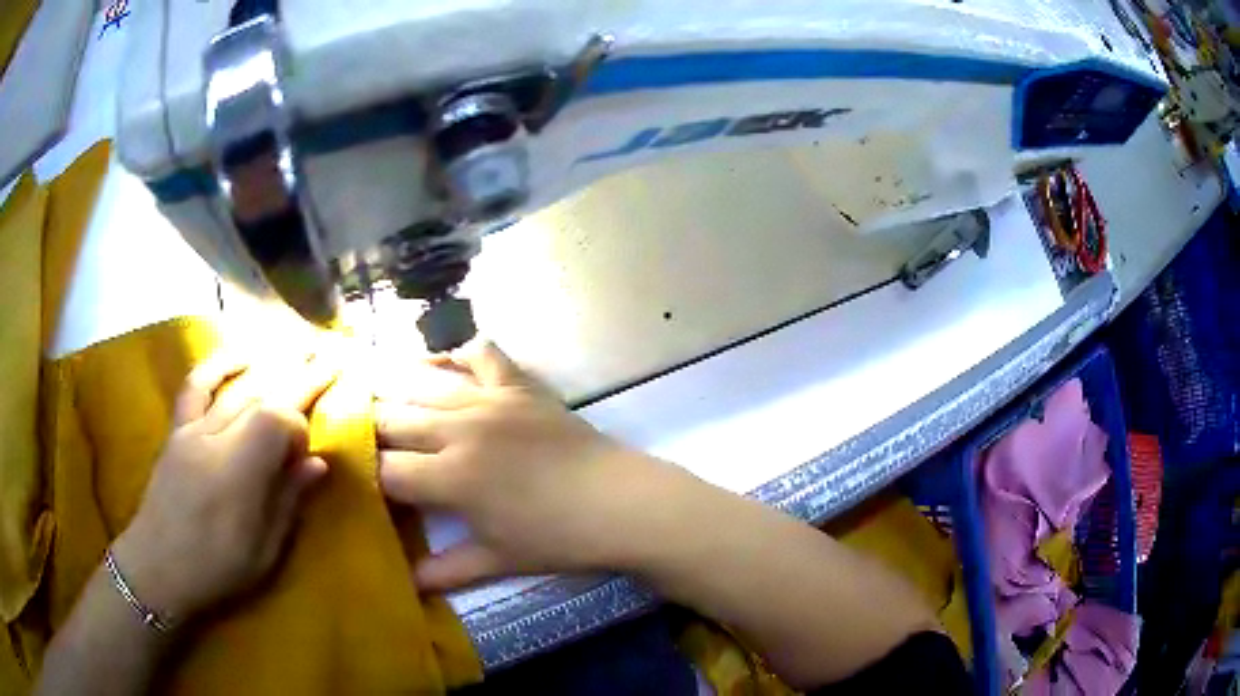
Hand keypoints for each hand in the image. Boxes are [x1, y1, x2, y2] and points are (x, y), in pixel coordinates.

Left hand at [111, 353, 337, 622]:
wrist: (157, 566)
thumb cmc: (215, 568)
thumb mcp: (264, 551)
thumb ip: (288, 501)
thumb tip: (319, 463)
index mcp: (238, 472)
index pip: (277, 420)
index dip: (300, 429)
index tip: (306, 457)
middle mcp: (215, 437)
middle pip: (262, 393)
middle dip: (300, 377)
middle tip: (332, 359)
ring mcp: (193, 428)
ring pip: (236, 385)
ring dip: (270, 365)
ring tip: (300, 349)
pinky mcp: (178, 428)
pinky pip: (196, 384)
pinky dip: (219, 364)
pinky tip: (242, 354)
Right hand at [378, 342, 681, 590]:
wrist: (621, 503)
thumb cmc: (558, 539)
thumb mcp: (498, 560)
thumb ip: (447, 571)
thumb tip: (409, 584)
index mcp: (450, 478)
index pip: (387, 470)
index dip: (366, 475)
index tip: (359, 478)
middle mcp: (459, 430)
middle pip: (395, 420)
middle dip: (371, 429)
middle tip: (360, 435)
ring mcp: (490, 401)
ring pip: (425, 384)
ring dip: (397, 389)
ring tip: (378, 393)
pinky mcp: (520, 385)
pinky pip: (483, 353)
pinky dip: (461, 354)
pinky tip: (448, 363)